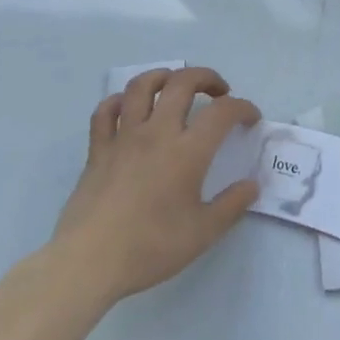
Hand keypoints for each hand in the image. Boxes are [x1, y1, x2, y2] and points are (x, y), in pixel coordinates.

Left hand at [52, 67, 261, 302]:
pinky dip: (119, 101)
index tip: (251, 118)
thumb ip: (232, 205)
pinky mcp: (98, 149)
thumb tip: (252, 185)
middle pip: (183, 82)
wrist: (88, 263)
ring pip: (141, 86)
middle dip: (207, 78)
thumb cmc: (150, 247)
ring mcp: (124, 137)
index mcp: (187, 151)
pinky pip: (105, 110)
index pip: (223, 111)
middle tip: (218, 92)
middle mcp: (157, 132)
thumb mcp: (203, 233)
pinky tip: (129, 109)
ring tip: (175, 86)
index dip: (242, 108)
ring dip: (164, 76)